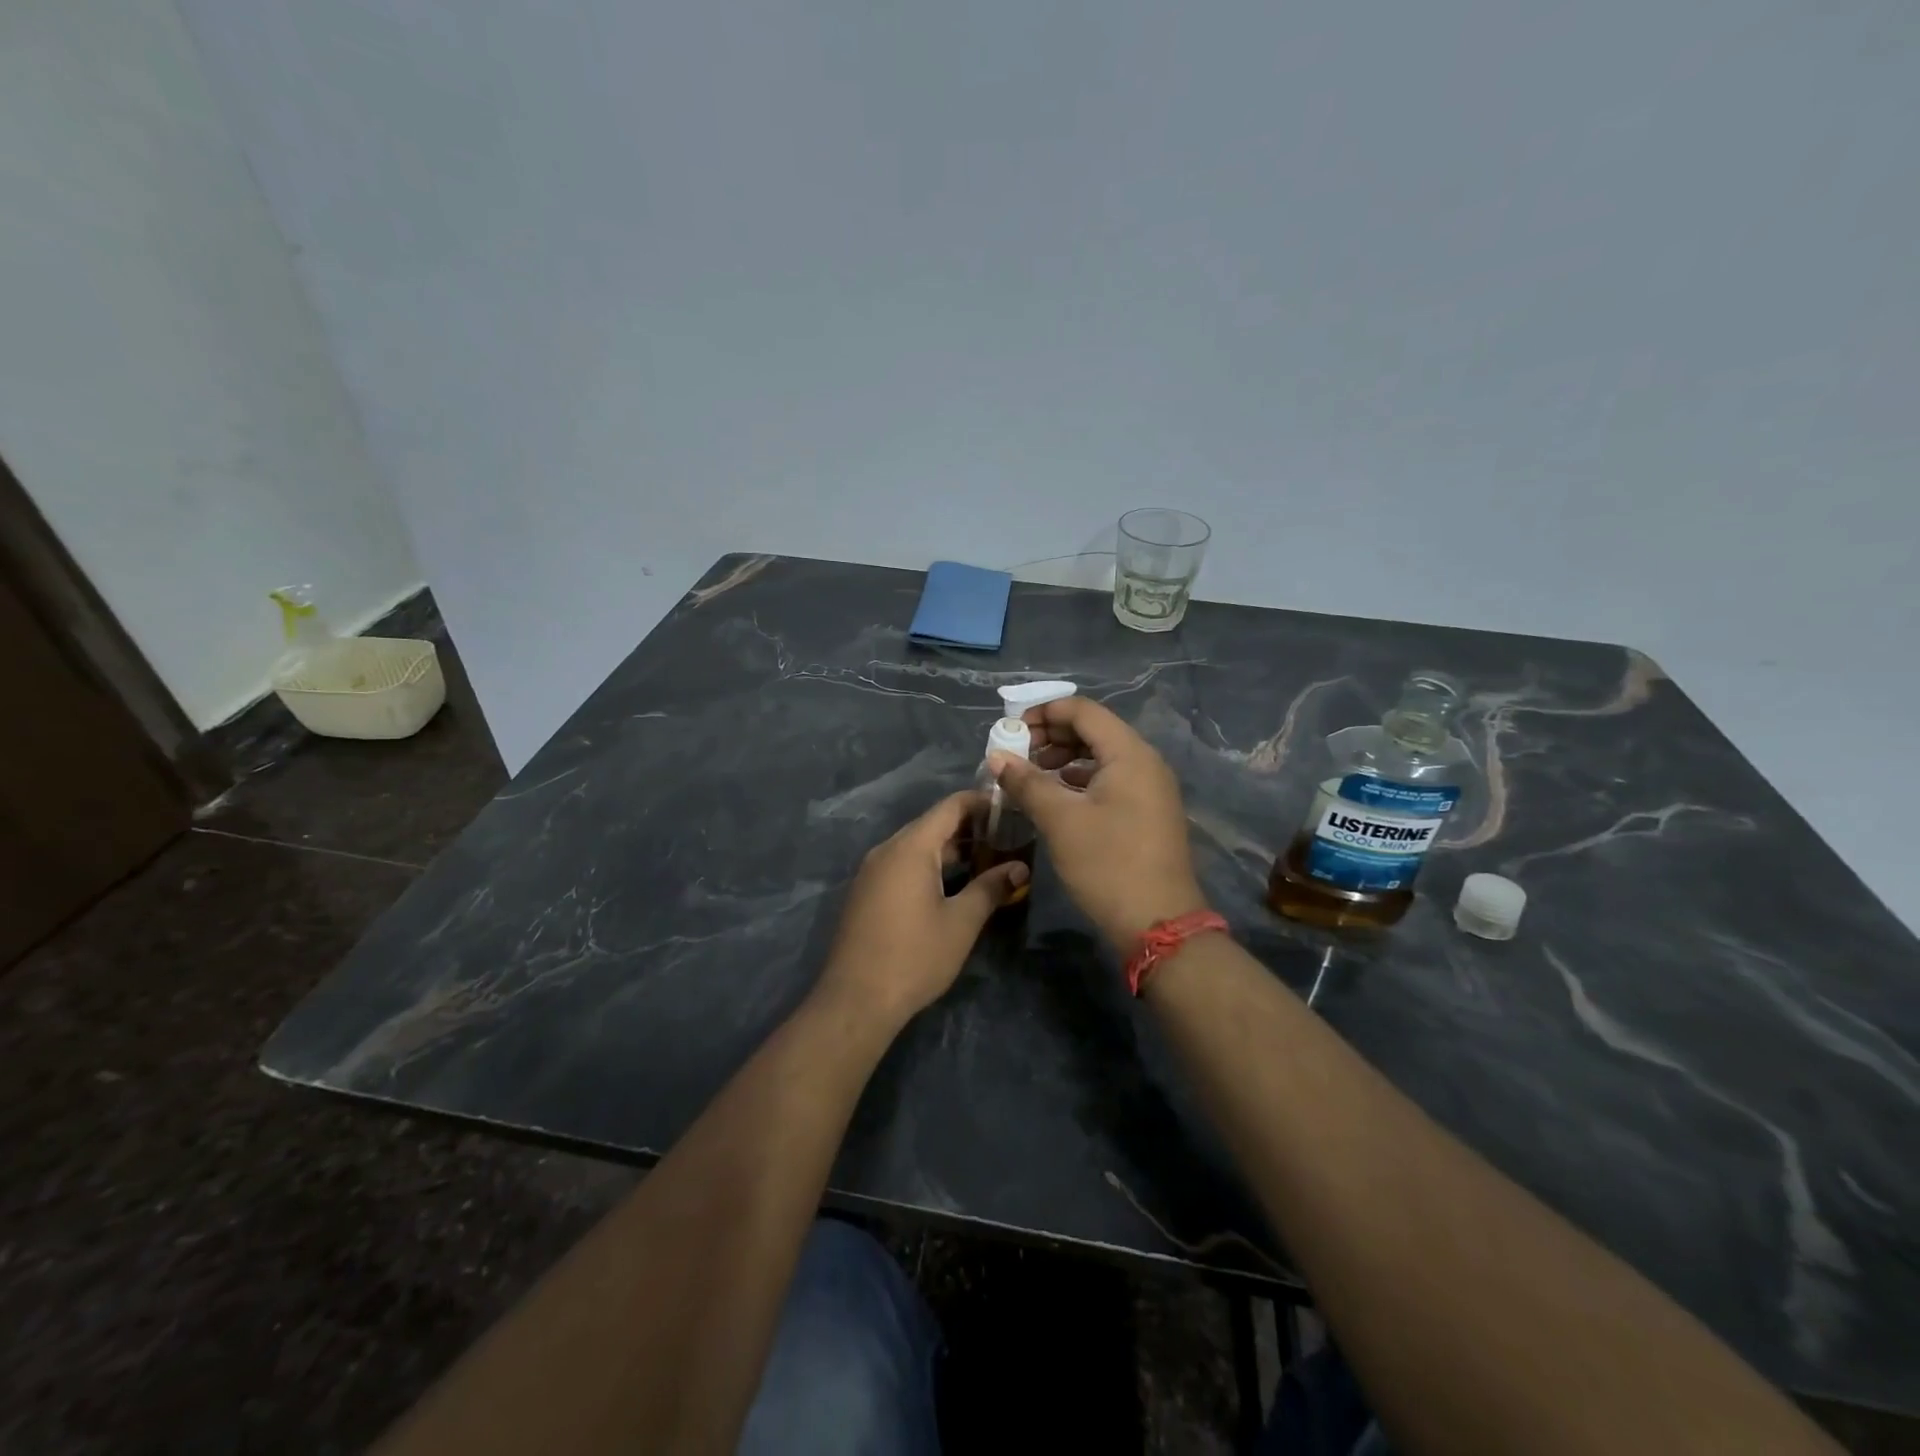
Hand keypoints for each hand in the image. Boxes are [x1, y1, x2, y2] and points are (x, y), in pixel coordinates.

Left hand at [815, 790, 1027, 1027]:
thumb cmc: (914, 956)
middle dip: (970, 829)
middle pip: (932, 825)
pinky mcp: (866, 892)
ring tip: (987, 862)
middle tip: (1007, 839)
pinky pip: (902, 865)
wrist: (856, 1000)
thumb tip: (1020, 868)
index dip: (981, 803)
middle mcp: (887, 850)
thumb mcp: (961, 922)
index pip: (950, 806)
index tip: (1010, 809)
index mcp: (910, 847)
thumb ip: (991, 888)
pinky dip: (930, 866)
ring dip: (951, 850)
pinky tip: (952, 885)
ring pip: (917, 847)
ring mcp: (872, 871)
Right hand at [989, 697, 1207, 948]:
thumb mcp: (1060, 820)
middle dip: (1051, 735)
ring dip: (1063, 759)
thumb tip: (997, 755)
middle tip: (1016, 754)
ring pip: (1101, 757)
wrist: (1159, 924)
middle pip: (1093, 730)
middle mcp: (1144, 762)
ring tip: (1030, 775)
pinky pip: (1110, 780)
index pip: (1083, 711)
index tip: (1010, 730)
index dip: (1044, 712)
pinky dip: (1079, 780)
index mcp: (1129, 754)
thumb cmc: (1108, 865)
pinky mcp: (1147, 812)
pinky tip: (1056, 797)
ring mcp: (1149, 788)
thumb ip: (1027, 782)